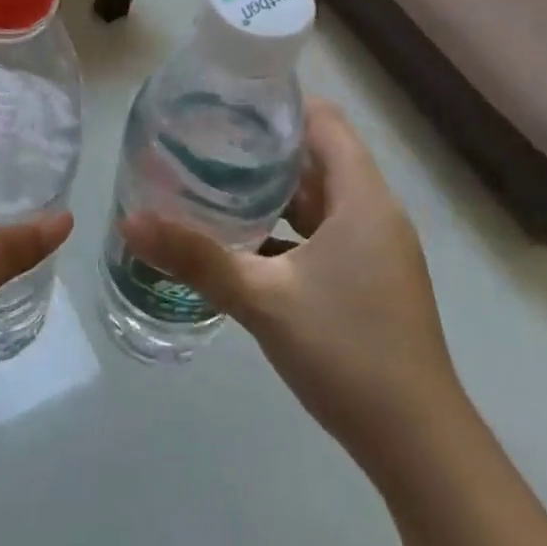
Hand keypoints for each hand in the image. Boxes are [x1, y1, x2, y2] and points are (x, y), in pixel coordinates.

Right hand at [121, 97, 458, 449]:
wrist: (417, 445)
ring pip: (318, 199)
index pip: (324, 121)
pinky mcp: (368, 280)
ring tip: (212, 181)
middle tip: (203, 139)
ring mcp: (374, 250)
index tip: (226, 100)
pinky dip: (284, 229)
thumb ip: (195, 257)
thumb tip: (129, 221)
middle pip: (317, 157)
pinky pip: (322, 234)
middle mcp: (374, 213)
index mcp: (362, 199)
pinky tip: (240, 242)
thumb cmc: (346, 352)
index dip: (279, 103)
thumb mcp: (262, 299)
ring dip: (271, 190)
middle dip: (262, 146)